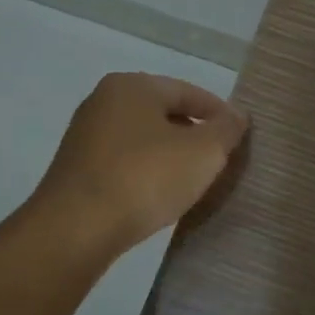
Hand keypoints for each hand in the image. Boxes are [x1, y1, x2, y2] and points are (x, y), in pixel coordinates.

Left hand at [32, 73, 248, 253]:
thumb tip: (236, 116)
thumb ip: (226, 130)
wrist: (74, 229)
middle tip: (219, 159)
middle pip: (163, 113)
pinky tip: (158, 195)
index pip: (188, 92)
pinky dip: (145, 173)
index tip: (239, 136)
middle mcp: (104, 101)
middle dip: (193, 134)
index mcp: (133, 86)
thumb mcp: (203, 152)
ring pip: (142, 139)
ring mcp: (85, 136)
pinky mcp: (75, 170)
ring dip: (169, 155)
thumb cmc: (144, 178)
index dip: (218, 113)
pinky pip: (123, 162)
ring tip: (192, 180)